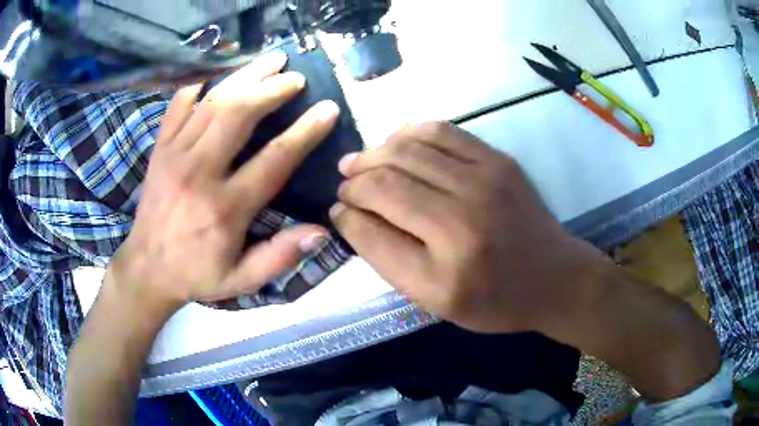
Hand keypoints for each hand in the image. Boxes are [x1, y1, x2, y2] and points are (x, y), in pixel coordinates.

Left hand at [108, 52, 339, 312]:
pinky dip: (200, 84)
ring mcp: (175, 155)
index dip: (305, 131)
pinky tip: (218, 73)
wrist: (146, 268)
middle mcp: (199, 173)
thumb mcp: (242, 280)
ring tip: (271, 61)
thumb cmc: (197, 274)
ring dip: (245, 76)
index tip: (327, 109)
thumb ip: (279, 256)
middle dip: (272, 89)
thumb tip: (321, 230)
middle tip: (296, 77)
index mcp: (225, 208)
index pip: (274, 159)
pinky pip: (179, 104)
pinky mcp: (160, 148)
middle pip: (239, 114)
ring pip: (212, 101)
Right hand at [331, 122, 609, 332]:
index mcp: (446, 264)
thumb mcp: (434, 299)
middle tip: (345, 183)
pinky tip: (397, 142)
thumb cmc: (493, 300)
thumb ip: (387, 258)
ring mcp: (486, 179)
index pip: (373, 223)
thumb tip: (348, 215)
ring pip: (408, 147)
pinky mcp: (498, 160)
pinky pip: (442, 131)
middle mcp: (464, 215)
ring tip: (363, 162)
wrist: (553, 278)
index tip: (337, 208)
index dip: (346, 210)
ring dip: (375, 151)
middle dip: (354, 178)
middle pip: (387, 177)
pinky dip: (409, 132)